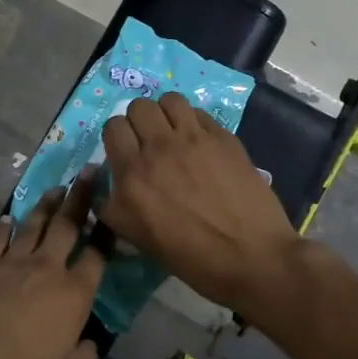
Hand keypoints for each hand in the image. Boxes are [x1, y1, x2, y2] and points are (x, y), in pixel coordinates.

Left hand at [0, 174, 107, 358]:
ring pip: (34, 224)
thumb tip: (88, 343)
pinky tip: (10, 219)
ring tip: (57, 188)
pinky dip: (6, 226)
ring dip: (47, 204)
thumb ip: (84, 357)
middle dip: (81, 197)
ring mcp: (9, 261)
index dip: (107, 234)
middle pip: (68, 225)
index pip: (97, 256)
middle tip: (90, 173)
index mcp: (73, 294)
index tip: (112, 215)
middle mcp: (46, 267)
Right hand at [98, 93, 301, 311]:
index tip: (125, 152)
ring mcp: (194, 139)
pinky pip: (199, 113)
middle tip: (149, 142)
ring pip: (169, 100)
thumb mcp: (138, 239)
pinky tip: (200, 142)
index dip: (117, 137)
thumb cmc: (192, 258)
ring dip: (166, 114)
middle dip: (139, 121)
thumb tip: (106, 187)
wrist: (251, 257)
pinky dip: (193, 121)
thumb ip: (114, 207)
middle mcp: (159, 149)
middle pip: (139, 107)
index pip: (113, 128)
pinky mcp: (223, 138)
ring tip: (174, 133)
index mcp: (133, 175)